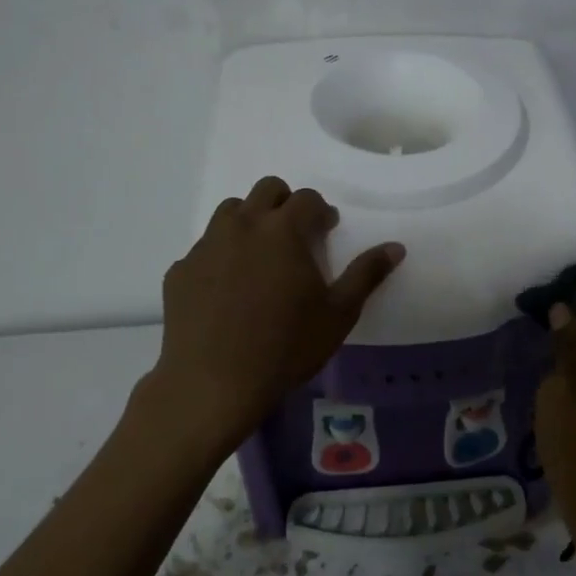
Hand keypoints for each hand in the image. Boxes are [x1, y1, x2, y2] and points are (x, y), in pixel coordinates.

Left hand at [152, 177, 403, 441]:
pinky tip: (227, 289)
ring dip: (250, 221)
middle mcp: (242, 226)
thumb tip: (395, 247)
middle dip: (285, 204)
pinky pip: (204, 249)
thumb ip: (367, 274)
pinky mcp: (180, 271)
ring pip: (230, 212)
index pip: (307, 198)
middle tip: (296, 237)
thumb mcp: (339, 314)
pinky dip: (221, 256)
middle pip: (266, 190)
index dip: (321, 211)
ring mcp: (206, 246)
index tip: (327, 232)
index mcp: (283, 230)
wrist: (214, 384)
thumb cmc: (286, 347)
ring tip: (260, 256)